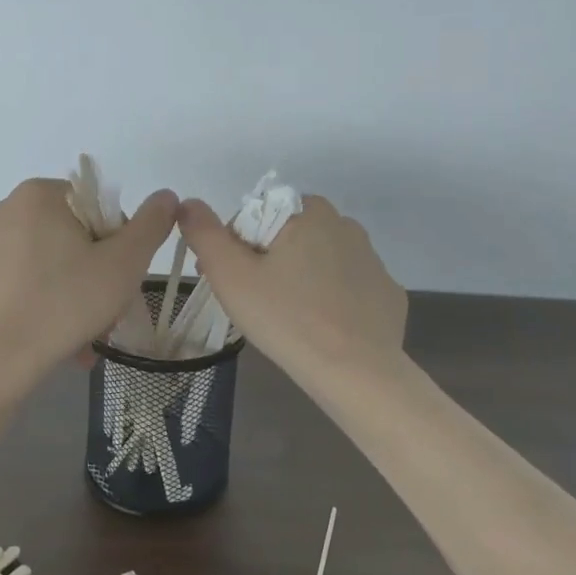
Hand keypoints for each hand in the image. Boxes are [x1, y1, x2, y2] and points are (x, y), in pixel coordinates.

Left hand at [0, 178, 179, 378]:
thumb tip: (166, 196)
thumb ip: (151, 225)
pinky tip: (60, 339)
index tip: (120, 280)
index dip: (119, 243)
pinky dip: (47, 301)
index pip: (98, 207)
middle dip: (97, 274)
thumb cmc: (64, 304)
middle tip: (108, 313)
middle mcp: (6, 208)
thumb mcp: (124, 264)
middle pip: (74, 235)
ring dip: (76, 293)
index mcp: (39, 194)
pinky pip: (25, 280)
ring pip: (51, 261)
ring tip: (87, 336)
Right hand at [176, 193, 406, 382]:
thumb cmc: (286, 317)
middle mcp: (345, 225)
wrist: (356, 372)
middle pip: (289, 237)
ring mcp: (372, 260)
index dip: (235, 248)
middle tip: (254, 303)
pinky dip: (332, 301)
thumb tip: (188, 203)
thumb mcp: (230, 275)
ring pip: (319, 262)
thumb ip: (204, 233)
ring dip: (300, 279)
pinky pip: (348, 289)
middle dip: (267, 262)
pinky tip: (322, 328)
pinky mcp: (387, 293)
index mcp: (308, 211)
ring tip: (288, 319)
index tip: (231, 282)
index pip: (257, 217)